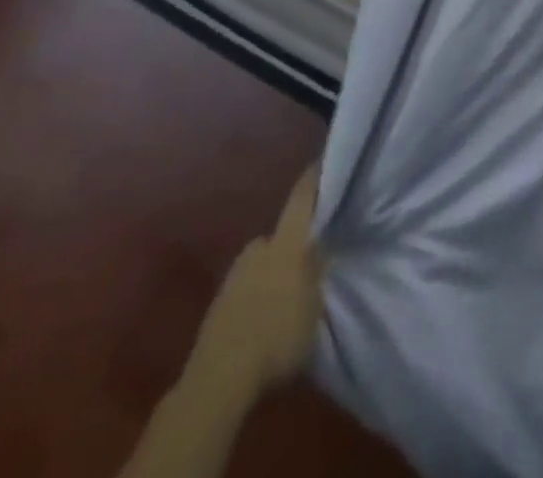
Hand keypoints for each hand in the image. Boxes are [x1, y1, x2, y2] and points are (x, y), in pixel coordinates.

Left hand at [187, 162, 328, 401]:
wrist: (217, 382)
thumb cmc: (277, 336)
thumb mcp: (315, 302)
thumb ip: (318, 267)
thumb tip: (324, 242)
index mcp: (286, 241)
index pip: (303, 196)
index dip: (315, 176)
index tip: (325, 159)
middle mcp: (258, 248)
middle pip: (281, 232)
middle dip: (296, 239)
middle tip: (313, 253)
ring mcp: (233, 276)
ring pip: (263, 260)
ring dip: (276, 269)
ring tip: (290, 290)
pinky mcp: (218, 305)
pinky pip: (248, 286)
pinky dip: (260, 292)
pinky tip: (267, 313)